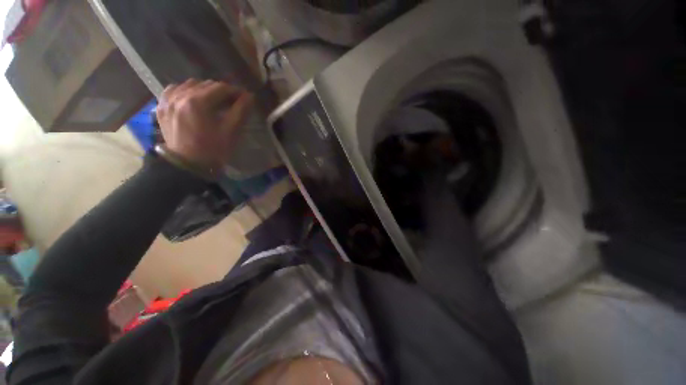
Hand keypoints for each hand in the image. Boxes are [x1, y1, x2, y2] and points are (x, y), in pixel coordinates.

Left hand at [156, 79, 254, 169]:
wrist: (189, 166)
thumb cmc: (213, 150)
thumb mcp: (231, 132)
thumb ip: (240, 111)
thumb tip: (249, 96)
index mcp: (198, 102)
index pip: (221, 88)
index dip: (235, 91)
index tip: (245, 97)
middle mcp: (180, 95)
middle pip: (206, 85)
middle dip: (221, 91)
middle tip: (232, 102)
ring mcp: (168, 100)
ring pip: (190, 85)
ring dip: (204, 90)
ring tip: (213, 102)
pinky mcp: (161, 107)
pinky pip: (173, 90)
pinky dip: (185, 91)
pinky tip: (192, 99)